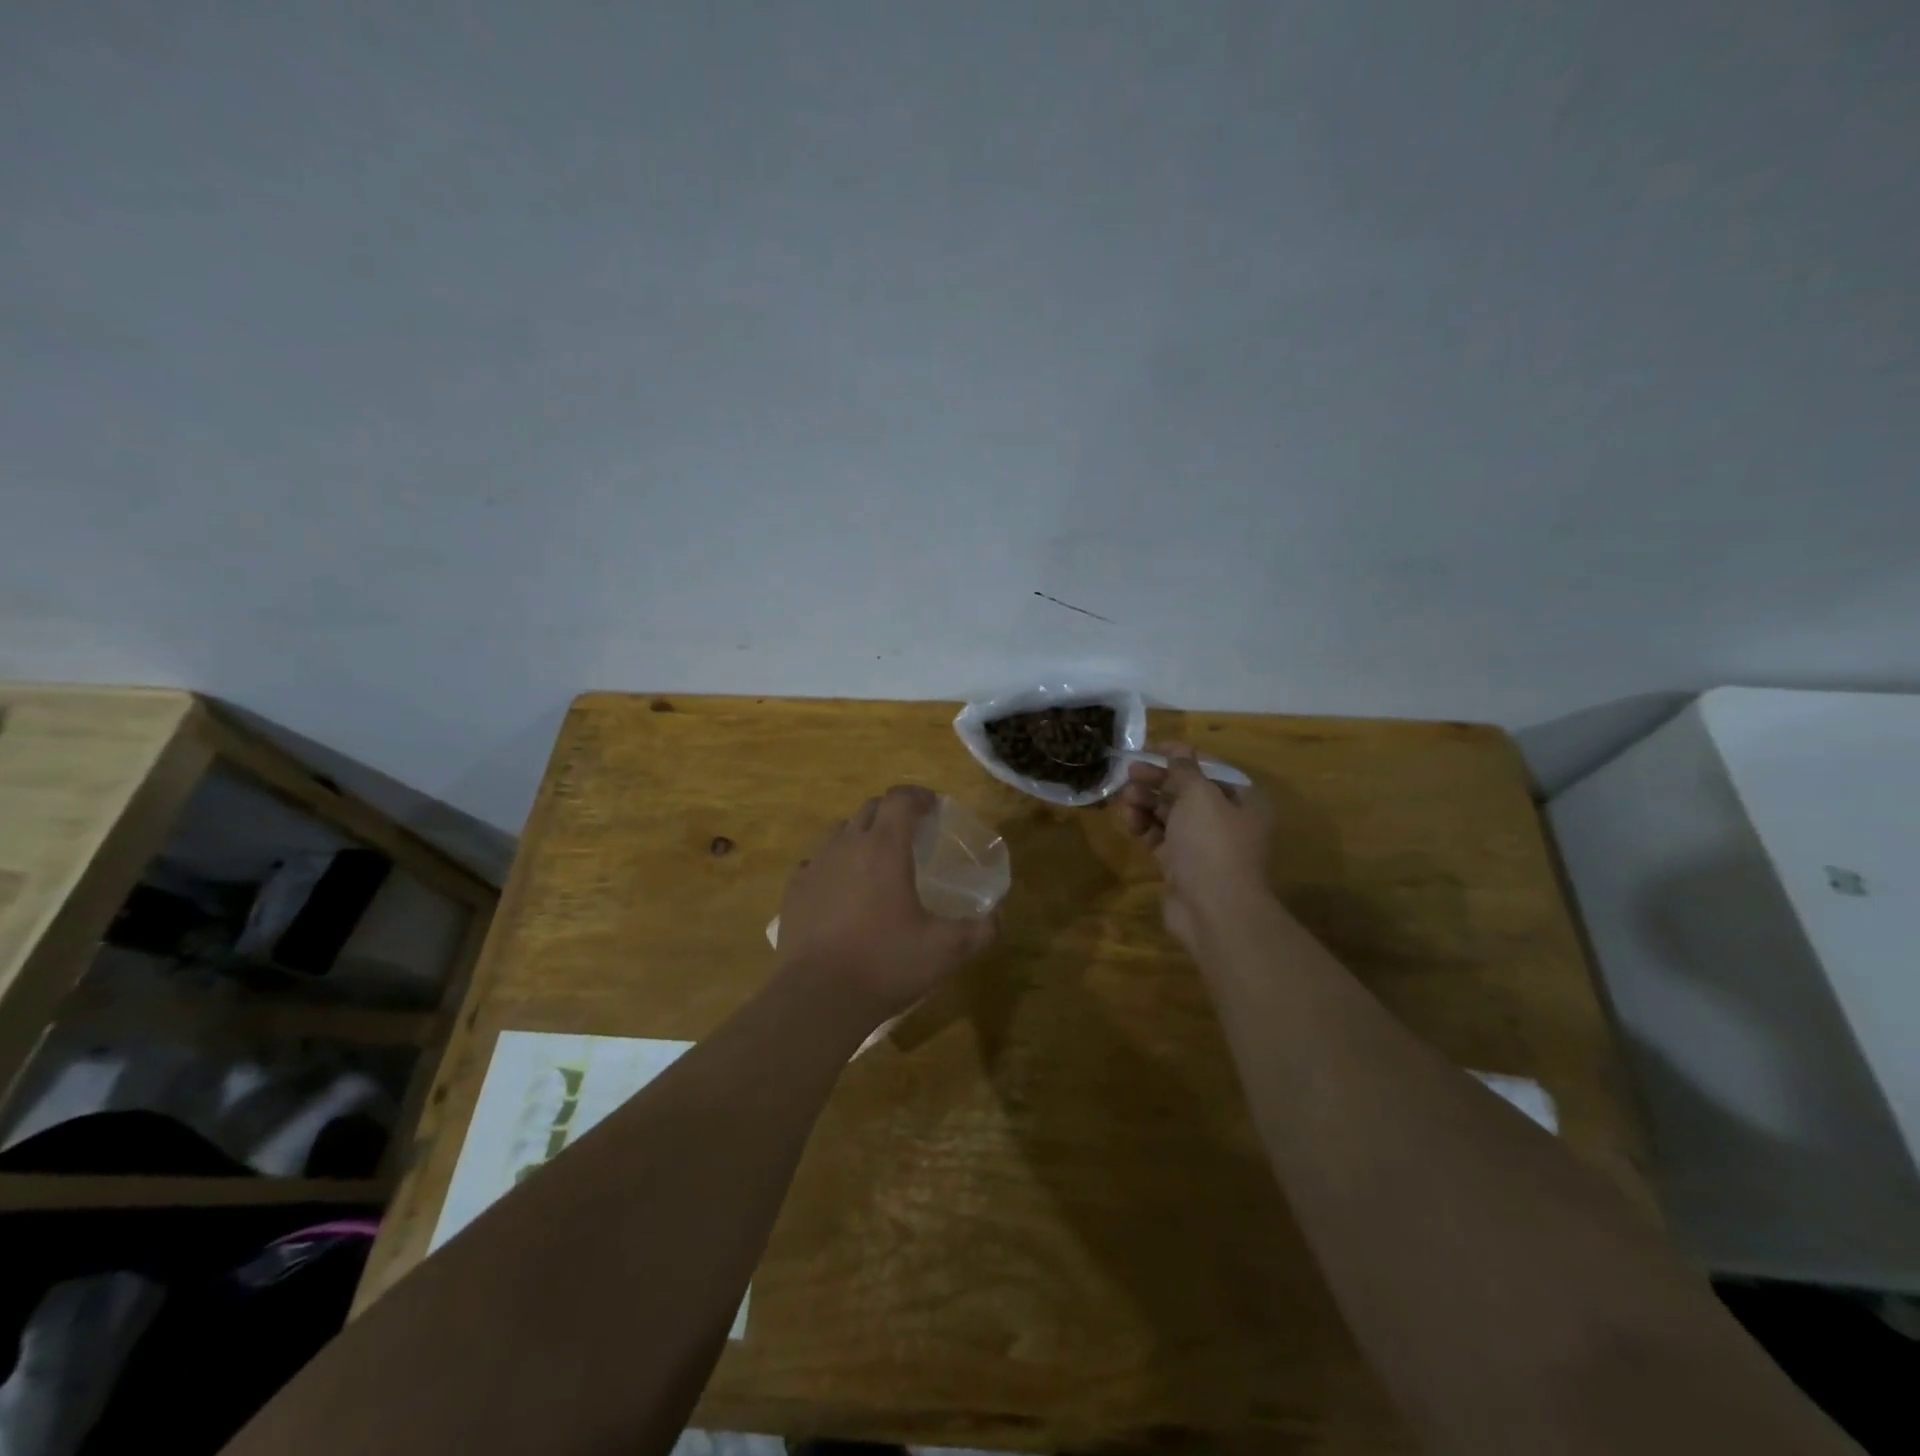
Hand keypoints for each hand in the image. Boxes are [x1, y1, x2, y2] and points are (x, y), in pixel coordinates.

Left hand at [775, 785, 998, 1025]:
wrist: (818, 998)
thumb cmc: (886, 964)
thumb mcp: (947, 951)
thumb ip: (981, 930)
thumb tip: (998, 916)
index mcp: (884, 847)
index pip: (900, 799)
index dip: (919, 797)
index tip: (933, 808)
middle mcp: (847, 845)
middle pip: (871, 809)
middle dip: (893, 813)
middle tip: (912, 835)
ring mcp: (815, 866)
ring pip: (840, 831)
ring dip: (862, 835)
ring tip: (876, 861)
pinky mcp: (794, 891)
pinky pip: (816, 862)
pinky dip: (834, 865)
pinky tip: (842, 890)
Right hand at [1116, 742, 1276, 952]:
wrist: (1214, 909)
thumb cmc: (1212, 843)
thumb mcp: (1200, 795)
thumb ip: (1185, 770)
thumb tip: (1179, 749)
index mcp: (1244, 801)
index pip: (1211, 770)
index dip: (1182, 757)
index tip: (1154, 749)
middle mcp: (1227, 822)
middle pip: (1188, 792)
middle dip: (1159, 781)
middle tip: (1130, 773)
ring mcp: (1203, 847)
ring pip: (1171, 816)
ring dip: (1147, 803)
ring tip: (1125, 798)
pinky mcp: (1182, 867)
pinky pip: (1160, 839)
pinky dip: (1144, 828)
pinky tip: (1128, 821)